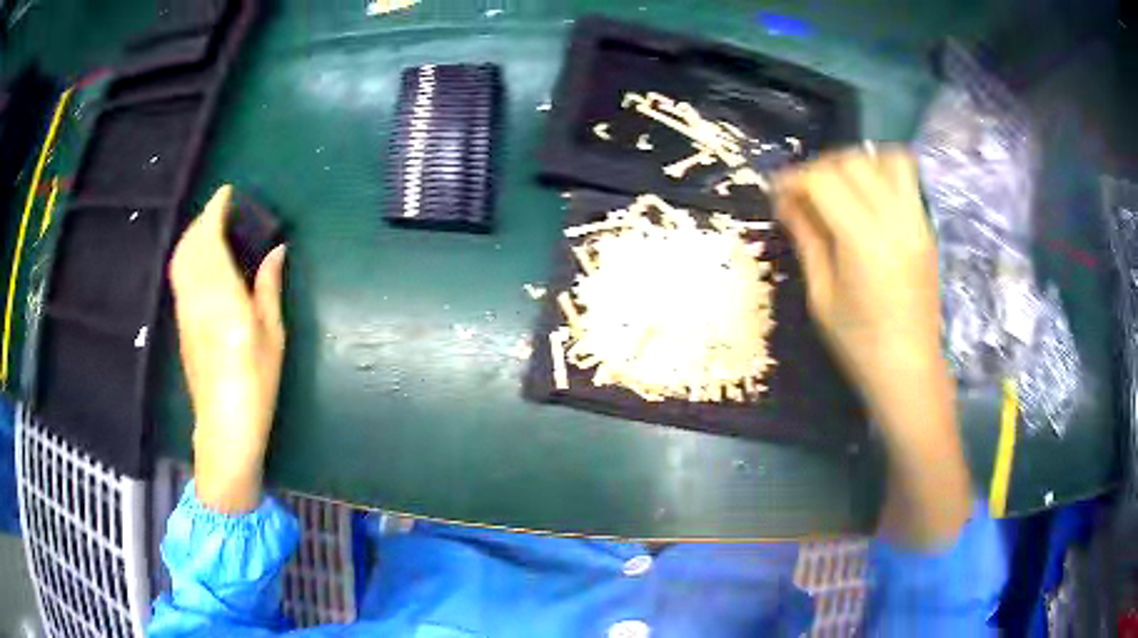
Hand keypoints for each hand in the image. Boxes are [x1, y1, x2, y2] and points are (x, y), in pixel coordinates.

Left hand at [169, 185, 286, 512]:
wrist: (224, 426)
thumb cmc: (255, 383)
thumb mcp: (272, 335)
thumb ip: (268, 287)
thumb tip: (276, 250)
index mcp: (222, 298)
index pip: (210, 240)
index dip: (215, 211)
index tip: (227, 193)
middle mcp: (196, 297)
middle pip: (190, 245)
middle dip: (203, 219)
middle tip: (222, 209)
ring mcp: (184, 310)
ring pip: (180, 259)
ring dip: (193, 235)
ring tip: (211, 228)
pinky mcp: (180, 322)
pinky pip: (179, 276)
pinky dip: (187, 255)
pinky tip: (202, 259)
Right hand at [773, 148, 970, 547]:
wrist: (910, 369)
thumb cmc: (859, 344)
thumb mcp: (821, 296)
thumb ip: (807, 238)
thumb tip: (786, 201)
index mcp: (863, 240)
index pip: (824, 180)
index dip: (794, 179)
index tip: (777, 193)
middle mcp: (894, 220)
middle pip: (853, 161)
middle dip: (821, 167)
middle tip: (804, 191)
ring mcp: (916, 220)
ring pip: (885, 159)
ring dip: (856, 162)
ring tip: (839, 185)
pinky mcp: (926, 227)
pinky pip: (906, 177)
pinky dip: (881, 172)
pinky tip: (866, 197)